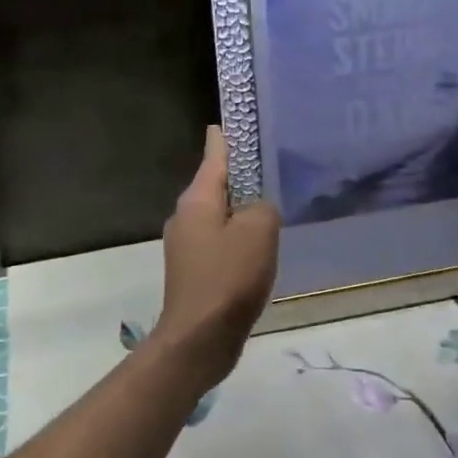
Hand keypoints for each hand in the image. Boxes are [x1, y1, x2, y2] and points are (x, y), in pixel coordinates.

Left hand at [155, 126, 281, 390]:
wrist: (199, 338)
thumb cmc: (228, 278)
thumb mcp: (258, 231)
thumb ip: (263, 207)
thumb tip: (257, 209)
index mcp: (197, 200)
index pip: (214, 154)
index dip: (226, 136)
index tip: (234, 119)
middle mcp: (186, 216)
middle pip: (216, 184)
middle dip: (240, 175)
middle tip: (270, 164)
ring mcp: (187, 245)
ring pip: (219, 214)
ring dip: (241, 209)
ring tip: (271, 204)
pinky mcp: (194, 271)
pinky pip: (220, 241)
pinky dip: (238, 237)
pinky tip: (259, 247)